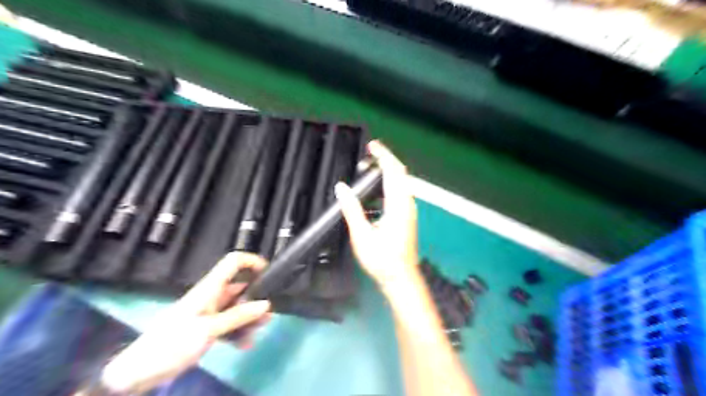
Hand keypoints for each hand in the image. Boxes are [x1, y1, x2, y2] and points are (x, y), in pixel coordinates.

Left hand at [101, 252, 270, 394]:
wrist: (138, 372)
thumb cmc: (172, 344)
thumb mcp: (208, 329)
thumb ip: (238, 316)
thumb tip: (266, 304)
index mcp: (209, 288)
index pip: (233, 262)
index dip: (251, 261)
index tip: (268, 272)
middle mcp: (211, 296)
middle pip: (240, 289)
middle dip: (256, 300)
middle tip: (268, 316)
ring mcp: (209, 313)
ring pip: (237, 309)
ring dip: (249, 319)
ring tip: (257, 332)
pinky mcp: (206, 328)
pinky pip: (229, 325)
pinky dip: (238, 332)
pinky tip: (244, 345)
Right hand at [336, 141, 417, 288]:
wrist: (400, 278)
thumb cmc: (382, 259)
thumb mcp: (362, 235)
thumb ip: (352, 209)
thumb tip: (342, 187)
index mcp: (398, 205)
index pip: (394, 172)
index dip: (383, 156)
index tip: (372, 146)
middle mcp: (407, 204)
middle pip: (401, 174)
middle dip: (386, 160)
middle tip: (369, 155)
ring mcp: (409, 211)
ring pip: (401, 183)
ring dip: (387, 172)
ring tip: (370, 169)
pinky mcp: (407, 217)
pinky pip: (400, 192)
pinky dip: (389, 184)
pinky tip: (376, 190)